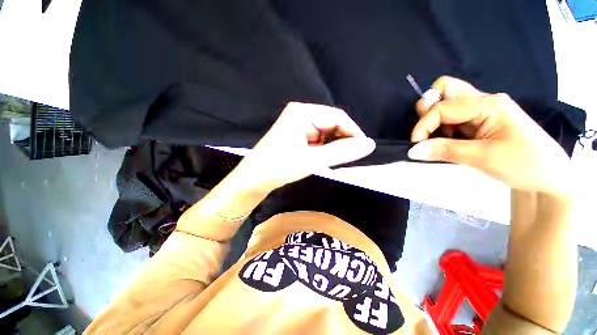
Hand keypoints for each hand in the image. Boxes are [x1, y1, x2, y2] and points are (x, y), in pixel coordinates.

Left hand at [235, 102, 374, 191]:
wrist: (253, 179)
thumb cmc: (279, 167)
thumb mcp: (313, 160)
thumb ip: (342, 152)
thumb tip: (369, 144)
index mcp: (302, 112)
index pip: (337, 117)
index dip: (353, 132)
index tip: (362, 149)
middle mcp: (300, 114)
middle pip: (331, 123)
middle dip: (341, 140)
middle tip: (345, 159)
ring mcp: (296, 124)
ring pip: (324, 132)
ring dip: (331, 146)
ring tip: (330, 160)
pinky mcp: (295, 134)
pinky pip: (316, 138)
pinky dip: (322, 148)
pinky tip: (319, 158)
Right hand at [407, 76, 570, 193]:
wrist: (548, 177)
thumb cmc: (525, 164)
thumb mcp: (484, 157)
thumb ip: (445, 151)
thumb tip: (412, 151)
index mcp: (488, 104)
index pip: (442, 107)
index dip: (423, 125)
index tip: (416, 146)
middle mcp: (483, 101)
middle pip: (445, 89)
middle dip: (428, 110)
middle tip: (429, 133)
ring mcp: (481, 111)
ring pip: (446, 102)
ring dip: (434, 121)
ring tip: (440, 141)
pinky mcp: (478, 122)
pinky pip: (451, 118)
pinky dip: (441, 129)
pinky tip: (448, 143)